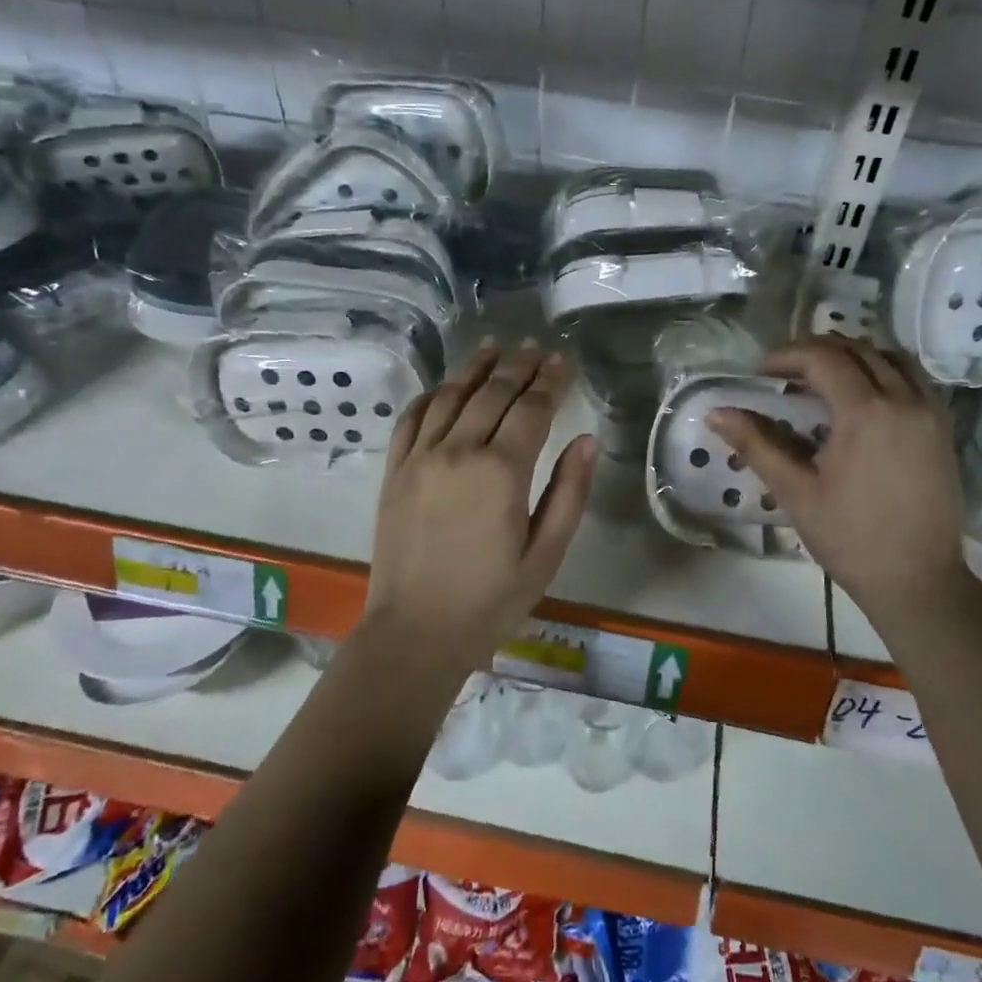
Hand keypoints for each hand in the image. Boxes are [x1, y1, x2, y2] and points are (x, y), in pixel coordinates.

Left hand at [365, 341, 596, 666]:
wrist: (415, 633)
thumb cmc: (490, 600)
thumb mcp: (546, 555)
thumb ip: (569, 493)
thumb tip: (587, 440)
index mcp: (501, 472)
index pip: (531, 409)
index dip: (550, 381)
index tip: (562, 359)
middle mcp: (458, 452)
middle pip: (493, 393)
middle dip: (518, 367)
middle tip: (535, 347)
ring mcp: (419, 458)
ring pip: (451, 396)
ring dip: (475, 368)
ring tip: (494, 347)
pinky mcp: (394, 471)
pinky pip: (412, 418)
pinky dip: (431, 395)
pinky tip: (445, 386)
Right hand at [707, 337, 970, 614]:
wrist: (918, 580)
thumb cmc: (850, 538)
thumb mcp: (795, 492)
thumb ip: (756, 445)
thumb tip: (715, 413)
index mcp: (866, 412)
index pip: (823, 359)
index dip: (787, 357)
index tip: (761, 374)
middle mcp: (904, 399)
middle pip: (857, 349)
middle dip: (816, 352)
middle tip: (786, 376)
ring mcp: (930, 411)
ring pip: (890, 357)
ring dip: (853, 357)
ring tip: (823, 381)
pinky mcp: (943, 427)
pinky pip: (913, 378)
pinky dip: (883, 372)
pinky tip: (861, 399)